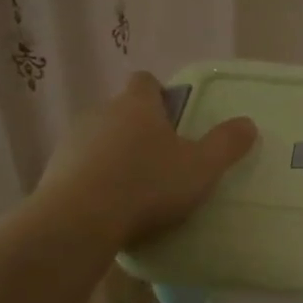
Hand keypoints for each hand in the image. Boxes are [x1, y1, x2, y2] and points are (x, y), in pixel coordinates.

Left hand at [36, 72, 257, 248]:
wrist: (79, 221)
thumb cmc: (147, 185)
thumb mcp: (201, 168)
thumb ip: (226, 144)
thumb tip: (248, 123)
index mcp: (137, 105)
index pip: (145, 81)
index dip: (160, 94)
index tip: (173, 117)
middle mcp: (101, 113)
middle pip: (122, 111)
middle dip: (139, 130)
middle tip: (162, 160)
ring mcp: (72, 142)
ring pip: (99, 140)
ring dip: (114, 156)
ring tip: (134, 188)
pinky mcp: (53, 172)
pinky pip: (81, 169)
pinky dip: (94, 181)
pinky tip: (109, 208)